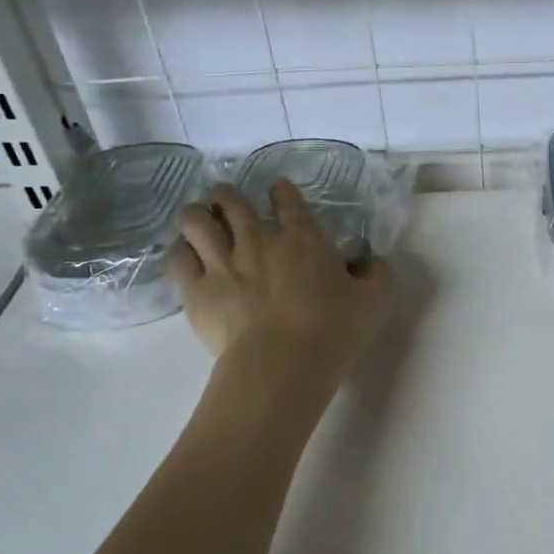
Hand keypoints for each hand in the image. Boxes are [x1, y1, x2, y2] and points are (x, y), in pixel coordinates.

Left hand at [168, 181, 392, 373]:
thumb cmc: (334, 329)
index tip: (279, 189)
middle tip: (228, 201)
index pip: (287, 200)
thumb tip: (369, 260)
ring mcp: (222, 263)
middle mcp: (257, 240)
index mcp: (302, 238)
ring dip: (197, 214)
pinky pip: (177, 257)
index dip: (282, 190)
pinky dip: (181, 250)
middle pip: (230, 201)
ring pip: (195, 220)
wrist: (284, 363)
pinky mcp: (196, 291)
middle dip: (226, 194)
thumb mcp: (376, 299)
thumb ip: (376, 273)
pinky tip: (186, 254)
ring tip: (200, 219)